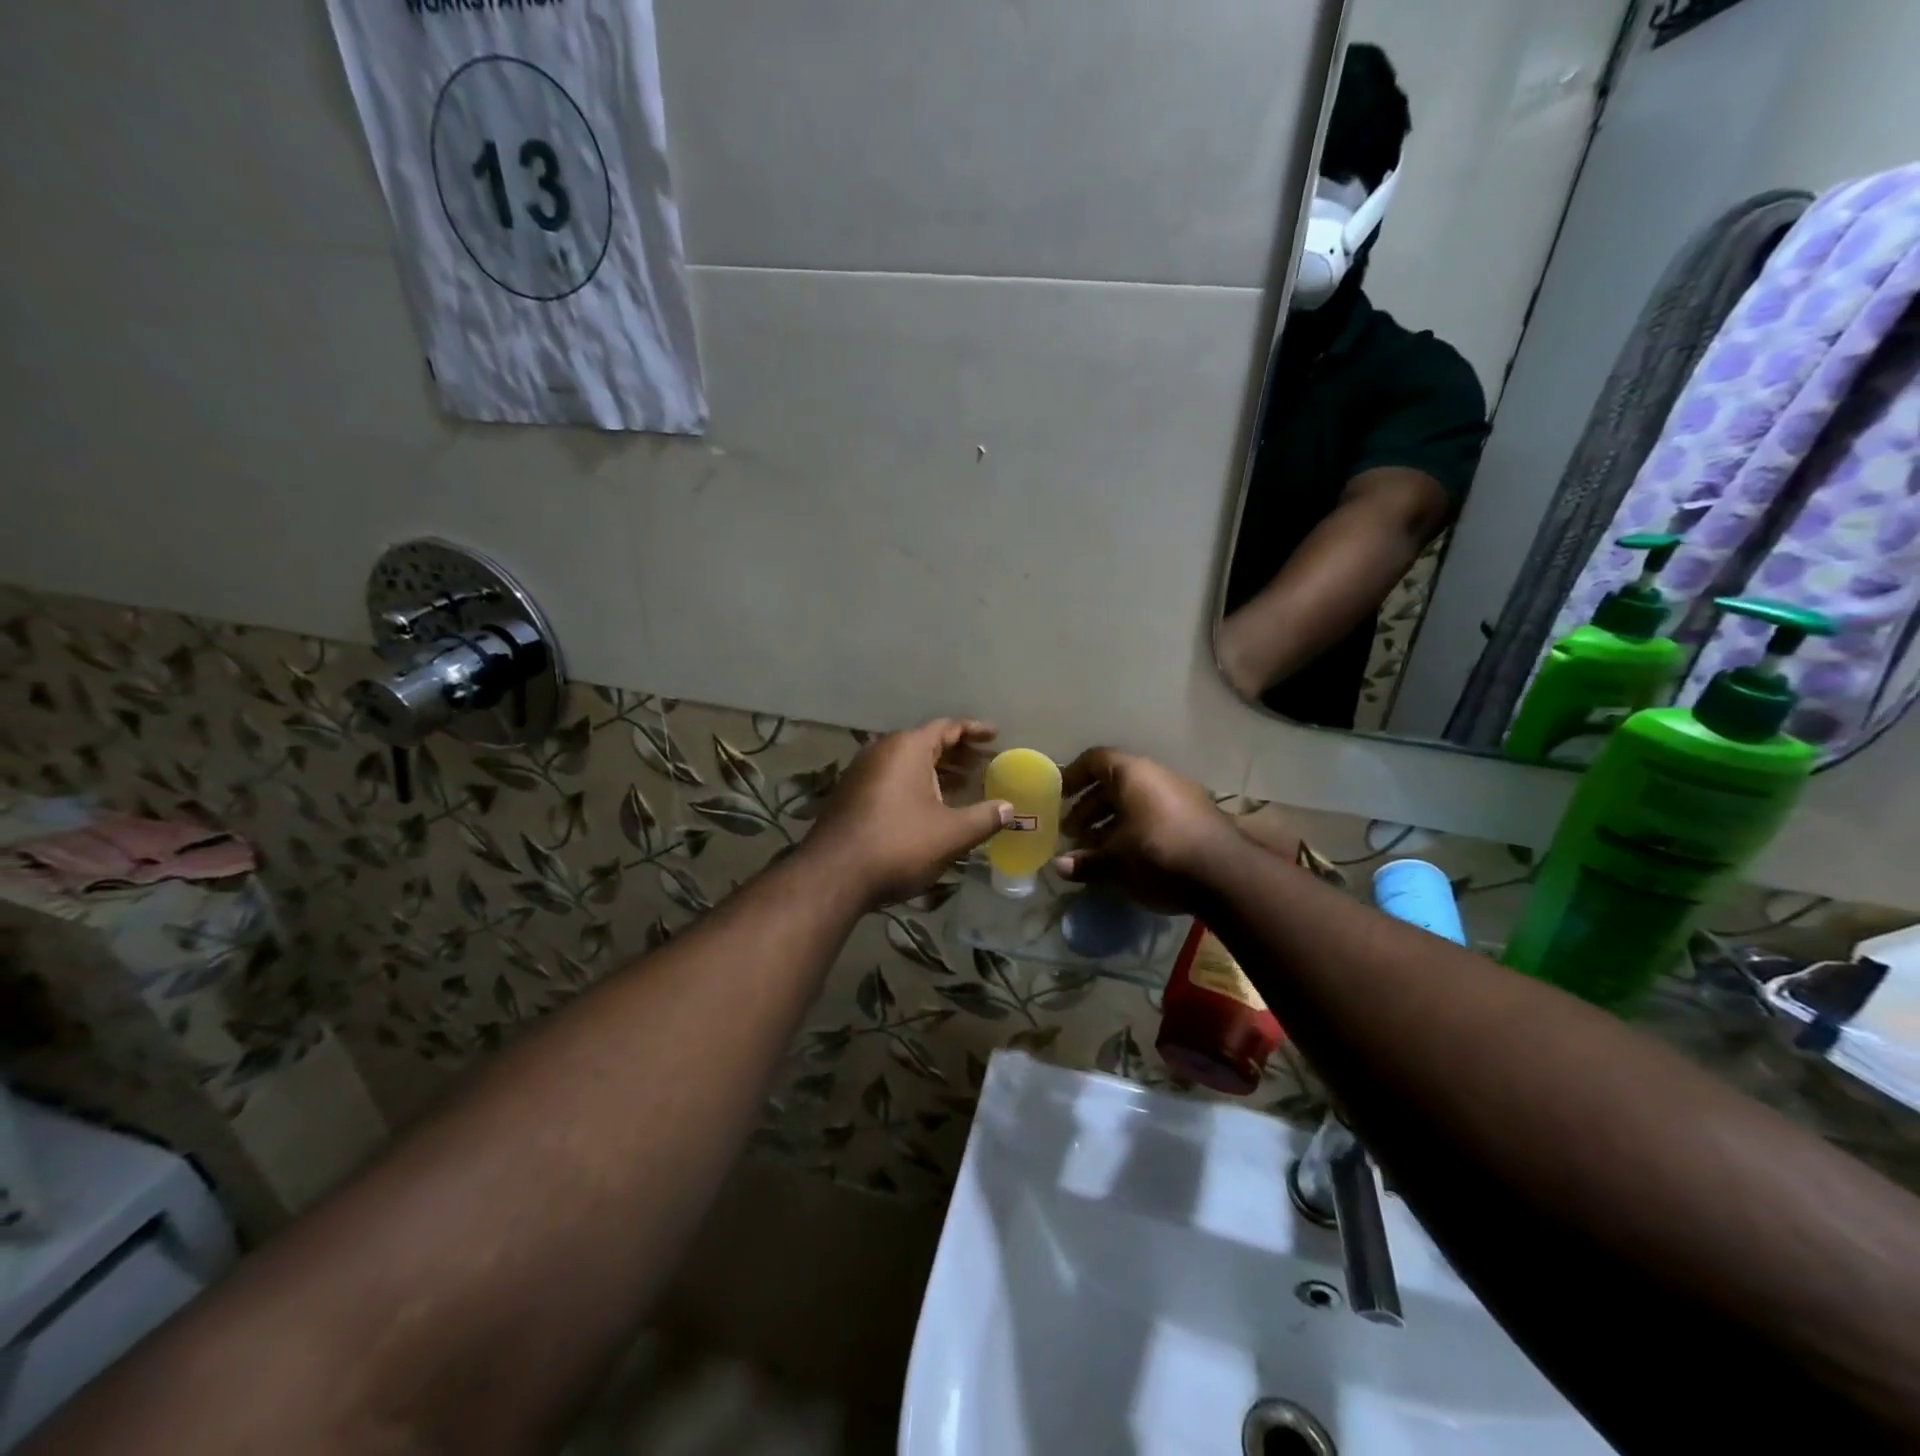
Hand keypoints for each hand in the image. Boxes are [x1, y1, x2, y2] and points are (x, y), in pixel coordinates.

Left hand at [804, 718, 1011, 906]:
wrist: (834, 876)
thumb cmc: (899, 845)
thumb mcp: (951, 834)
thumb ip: (985, 817)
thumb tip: (1009, 808)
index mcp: (907, 748)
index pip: (947, 727)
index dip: (974, 731)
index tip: (995, 736)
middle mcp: (882, 751)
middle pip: (926, 742)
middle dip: (957, 752)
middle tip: (984, 764)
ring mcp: (862, 772)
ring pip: (907, 762)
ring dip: (936, 770)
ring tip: (963, 785)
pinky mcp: (851, 795)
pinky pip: (891, 778)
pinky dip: (916, 784)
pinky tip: (930, 806)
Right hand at [1052, 747, 1238, 910]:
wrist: (1226, 876)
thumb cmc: (1157, 855)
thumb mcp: (1115, 862)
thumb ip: (1085, 862)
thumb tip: (1059, 866)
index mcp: (1133, 774)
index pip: (1095, 760)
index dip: (1073, 776)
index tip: (1059, 796)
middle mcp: (1157, 776)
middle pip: (1115, 783)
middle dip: (1090, 807)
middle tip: (1073, 833)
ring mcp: (1182, 796)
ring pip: (1136, 802)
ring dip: (1112, 822)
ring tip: (1096, 850)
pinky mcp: (1197, 818)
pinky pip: (1156, 815)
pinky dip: (1135, 830)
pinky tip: (1127, 859)